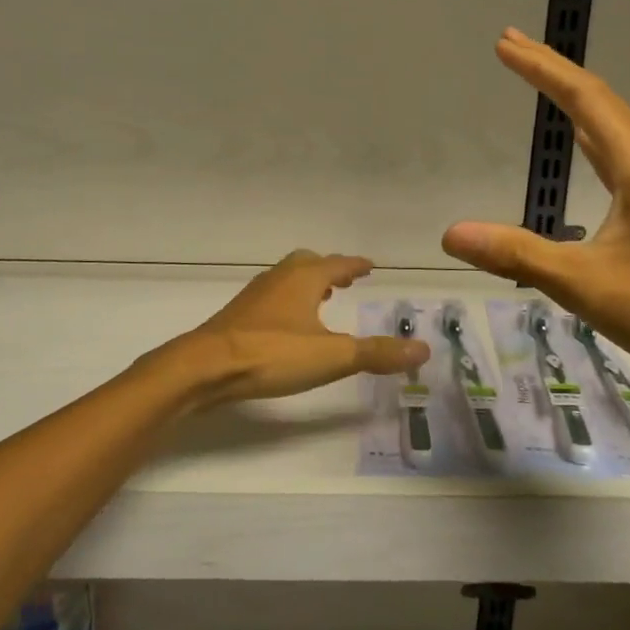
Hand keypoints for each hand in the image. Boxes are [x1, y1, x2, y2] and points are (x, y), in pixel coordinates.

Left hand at [156, 251, 430, 405]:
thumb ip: (376, 353)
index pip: (337, 264)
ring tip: (323, 301)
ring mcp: (255, 296)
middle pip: (308, 263)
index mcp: (304, 278)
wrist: (207, 366)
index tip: (370, 266)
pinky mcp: (239, 316)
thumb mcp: (332, 356)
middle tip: (347, 280)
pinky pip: (272, 298)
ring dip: (307, 285)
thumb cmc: (273, 354)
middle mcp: (279, 278)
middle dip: (330, 270)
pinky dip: (289, 302)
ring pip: (287, 280)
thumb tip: (423, 347)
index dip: (356, 265)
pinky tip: (290, 326)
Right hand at [441, 29, 629, 399]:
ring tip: (543, 86)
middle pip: (602, 104)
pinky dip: (594, 140)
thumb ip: (518, 254)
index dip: (543, 68)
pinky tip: (587, 152)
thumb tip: (451, 233)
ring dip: (576, 104)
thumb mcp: (588, 285)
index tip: (505, 42)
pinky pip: (625, 159)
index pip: (585, 100)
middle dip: (555, 74)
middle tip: (513, 50)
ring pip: (617, 131)